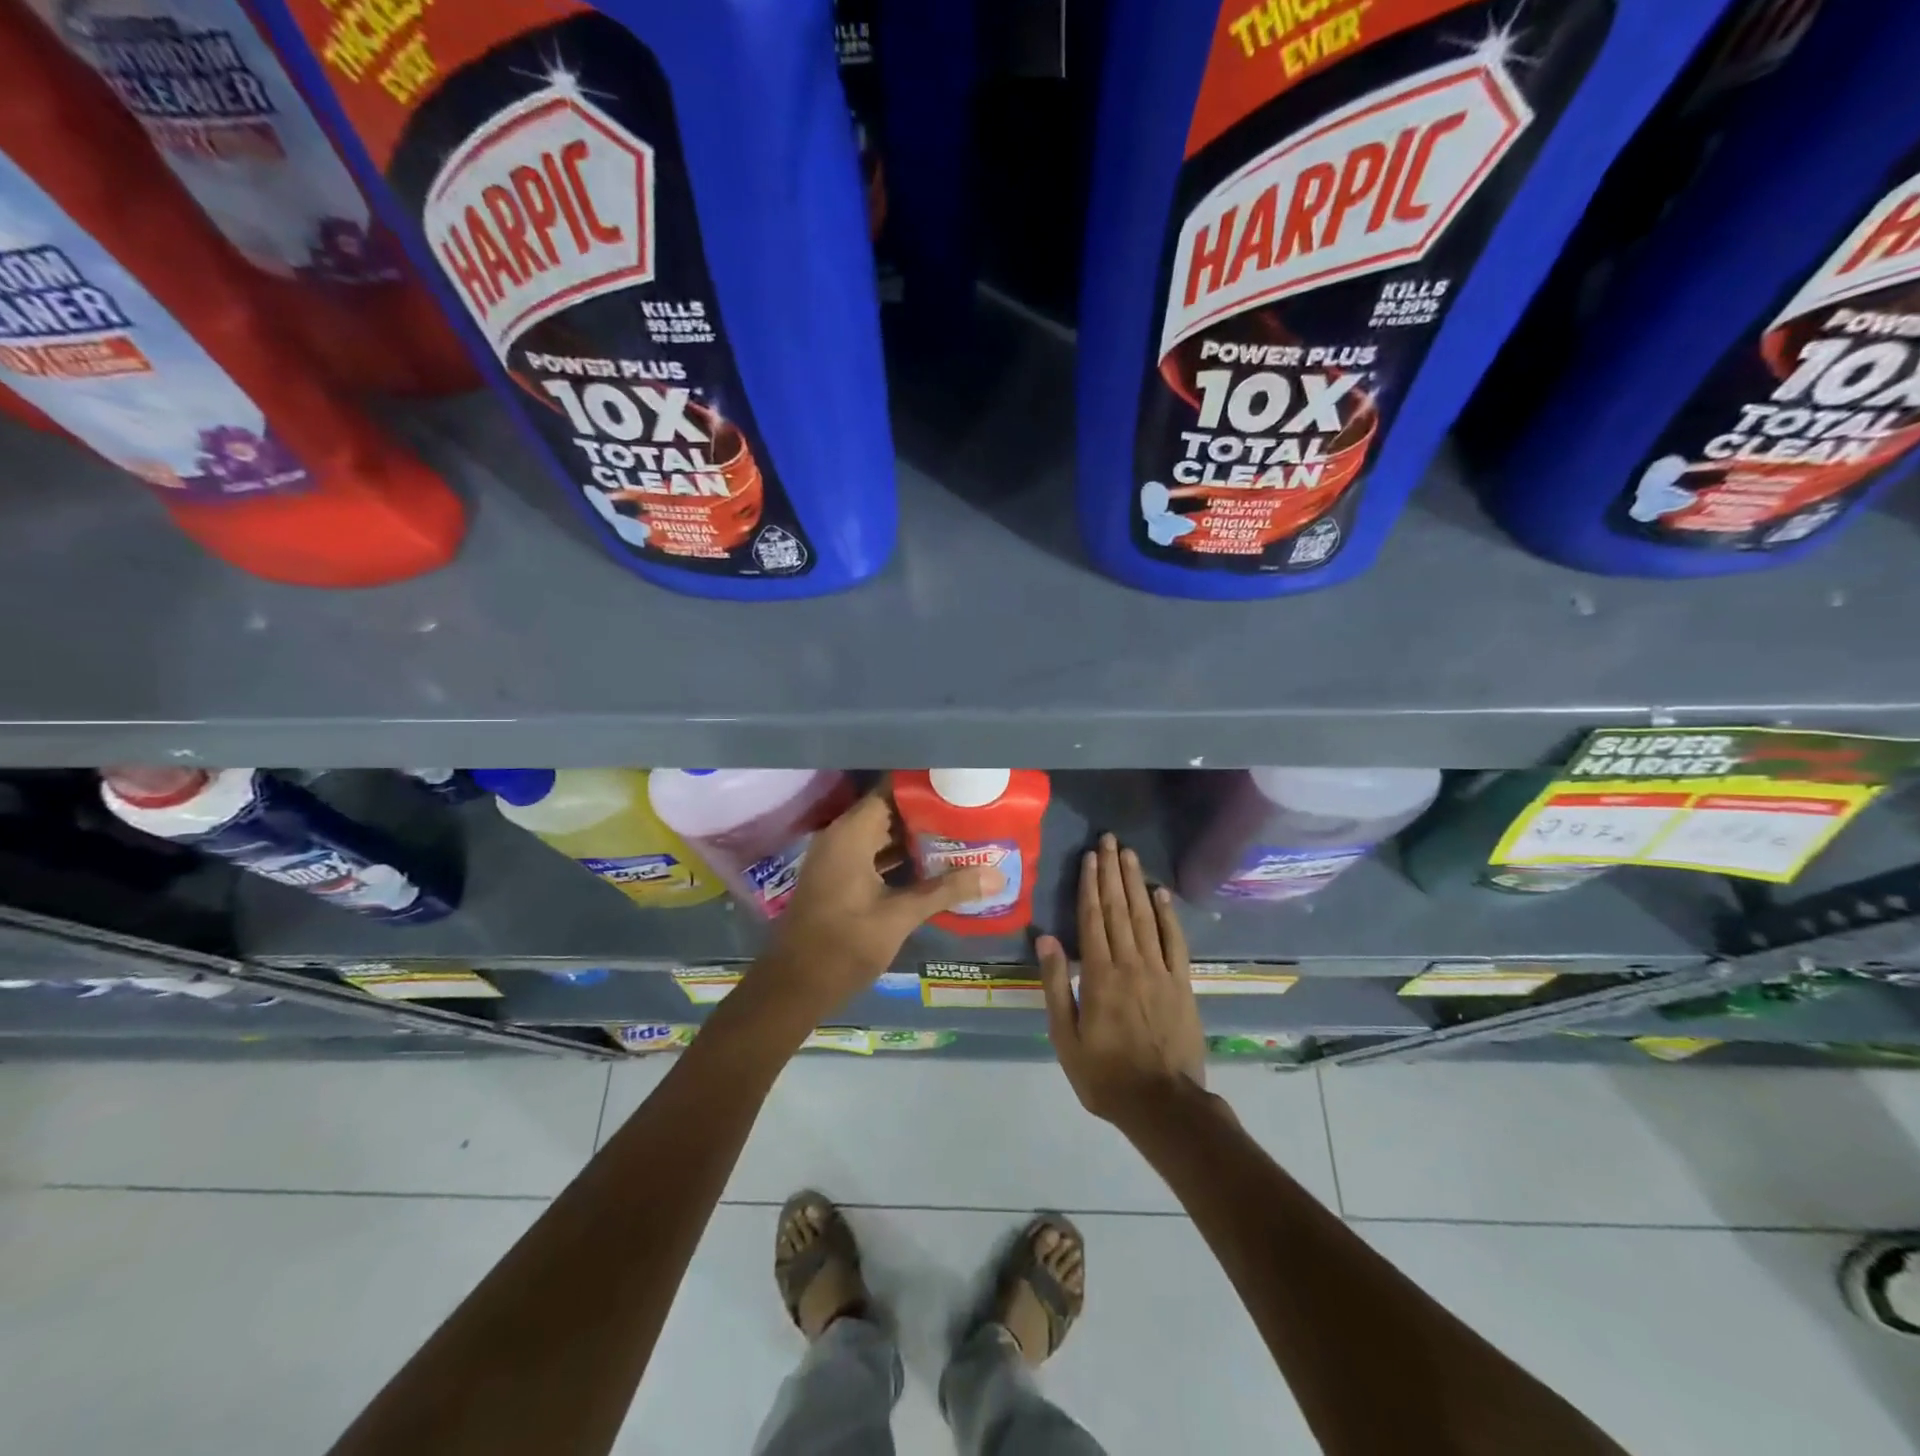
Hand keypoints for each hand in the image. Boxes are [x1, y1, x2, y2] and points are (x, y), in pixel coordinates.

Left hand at [757, 793, 1001, 1018]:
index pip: (890, 791)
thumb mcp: (899, 916)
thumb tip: (996, 876)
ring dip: (916, 837)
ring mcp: (838, 859)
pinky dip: (900, 857)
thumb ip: (946, 891)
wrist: (795, 987)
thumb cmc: (844, 945)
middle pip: (889, 812)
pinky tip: (934, 866)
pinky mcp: (840, 878)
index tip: (958, 785)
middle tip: (969, 812)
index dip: (924, 787)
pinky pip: (874, 854)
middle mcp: (841, 837)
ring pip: (882, 835)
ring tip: (960, 834)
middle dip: (927, 813)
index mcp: (851, 834)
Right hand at [1039, 834, 1205, 1130]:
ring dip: (1135, 883)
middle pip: (1118, 908)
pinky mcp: (1182, 984)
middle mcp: (1130, 963)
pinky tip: (1161, 893)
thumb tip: (1046, 939)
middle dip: (1112, 872)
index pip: (1092, 918)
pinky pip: (1175, 941)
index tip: (1089, 856)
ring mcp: (1160, 971)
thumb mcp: (1065, 1037)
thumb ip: (1056, 985)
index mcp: (1099, 975)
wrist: (1163, 1104)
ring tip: (1129, 854)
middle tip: (1109, 840)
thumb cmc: (1105, 1074)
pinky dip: (1168, 915)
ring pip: (1145, 917)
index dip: (1089, 885)